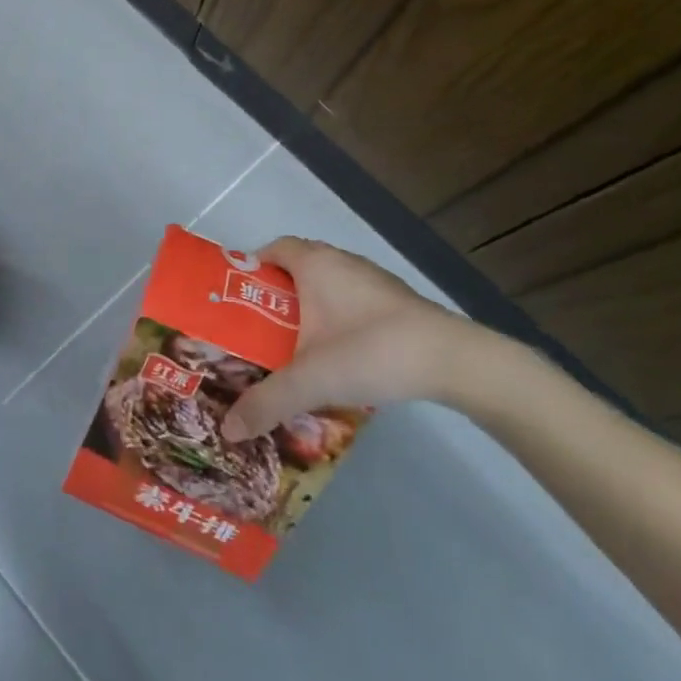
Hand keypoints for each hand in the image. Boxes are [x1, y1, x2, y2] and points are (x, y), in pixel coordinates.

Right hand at [220, 237, 489, 439]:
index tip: (236, 300)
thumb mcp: (309, 381)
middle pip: (296, 267)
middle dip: (275, 294)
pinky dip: (336, 317)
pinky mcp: (396, 302)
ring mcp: (372, 280)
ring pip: (327, 284)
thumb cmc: (370, 351)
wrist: (454, 361)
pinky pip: (352, 299)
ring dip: (308, 307)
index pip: (271, 249)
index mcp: (314, 264)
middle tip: (258, 328)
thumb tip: (227, 431)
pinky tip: (337, 352)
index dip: (250, 269)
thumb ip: (265, 403)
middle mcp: (341, 261)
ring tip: (293, 344)